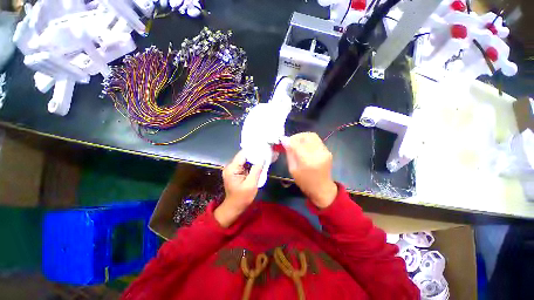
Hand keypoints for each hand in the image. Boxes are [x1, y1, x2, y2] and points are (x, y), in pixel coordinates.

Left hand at [214, 151, 262, 226]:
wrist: (234, 207)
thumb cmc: (242, 198)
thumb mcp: (251, 184)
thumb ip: (256, 170)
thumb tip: (263, 158)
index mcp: (232, 168)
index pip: (243, 154)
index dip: (254, 150)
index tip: (264, 148)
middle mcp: (231, 166)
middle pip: (244, 156)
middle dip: (255, 154)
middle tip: (267, 152)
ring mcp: (233, 169)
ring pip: (245, 159)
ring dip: (254, 158)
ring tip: (265, 156)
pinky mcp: (236, 172)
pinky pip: (245, 164)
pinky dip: (252, 163)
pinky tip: (260, 162)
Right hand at [283, 132, 337, 208]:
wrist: (322, 189)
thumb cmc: (304, 182)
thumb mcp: (292, 169)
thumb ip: (289, 154)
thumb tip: (285, 142)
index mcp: (308, 161)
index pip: (297, 144)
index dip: (289, 140)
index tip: (283, 140)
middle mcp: (318, 154)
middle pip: (307, 136)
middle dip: (297, 136)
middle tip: (290, 141)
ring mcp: (325, 152)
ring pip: (313, 136)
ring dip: (303, 137)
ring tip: (297, 143)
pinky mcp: (327, 151)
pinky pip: (316, 140)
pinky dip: (308, 140)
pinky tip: (304, 146)